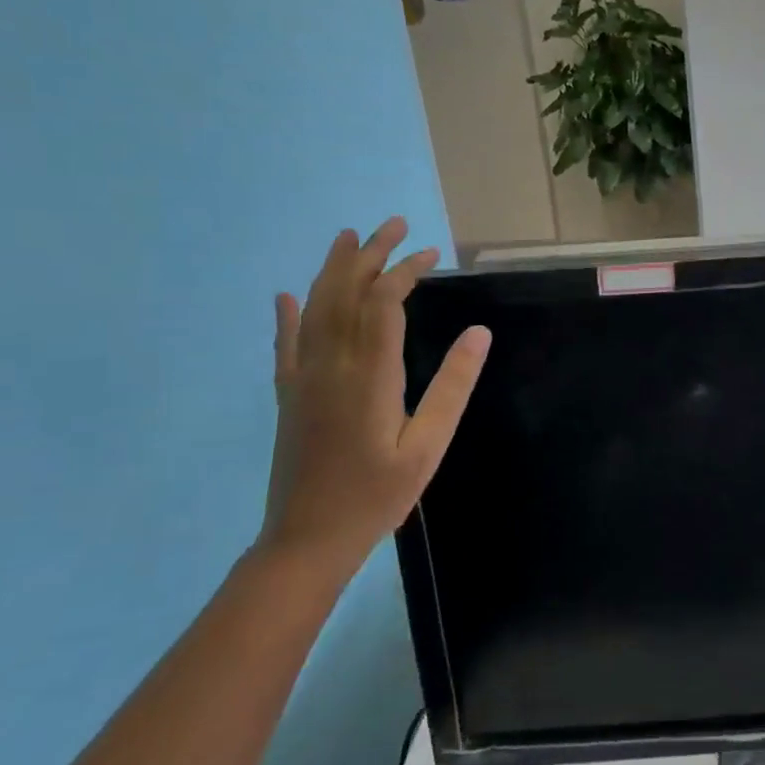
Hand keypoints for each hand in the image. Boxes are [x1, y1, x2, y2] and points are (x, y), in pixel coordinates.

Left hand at [260, 218, 489, 583]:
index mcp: (368, 376)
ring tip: (349, 238)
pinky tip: (287, 295)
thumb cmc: (377, 495)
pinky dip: (288, 315)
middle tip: (392, 224)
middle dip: (369, 255)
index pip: (383, 304)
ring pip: (315, 309)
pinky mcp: (288, 395)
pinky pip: (286, 344)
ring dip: (332, 270)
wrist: (306, 540)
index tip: (430, 254)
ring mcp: (302, 379)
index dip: (404, 272)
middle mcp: (329, 366)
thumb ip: (452, 387)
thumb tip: (478, 334)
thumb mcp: (428, 446)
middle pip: (345, 294)